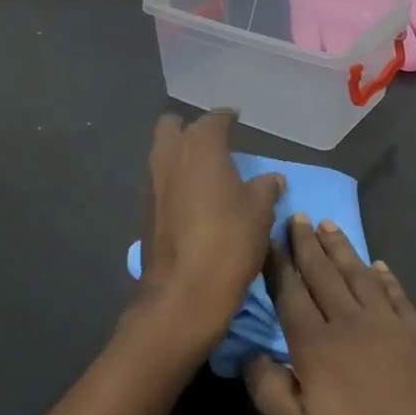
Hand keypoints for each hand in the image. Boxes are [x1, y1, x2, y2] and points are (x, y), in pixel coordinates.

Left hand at [134, 111, 283, 355]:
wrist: (183, 295)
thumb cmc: (229, 242)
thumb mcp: (260, 212)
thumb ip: (265, 188)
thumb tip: (271, 178)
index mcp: (200, 147)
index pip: (214, 120)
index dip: (227, 119)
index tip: (237, 121)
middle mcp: (170, 157)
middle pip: (172, 127)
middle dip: (191, 130)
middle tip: (215, 143)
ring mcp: (152, 184)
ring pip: (162, 154)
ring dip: (180, 155)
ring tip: (207, 172)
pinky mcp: (144, 212)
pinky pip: (159, 182)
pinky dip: (174, 181)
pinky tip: (194, 200)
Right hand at [244, 219, 415, 414]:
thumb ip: (274, 396)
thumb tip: (248, 356)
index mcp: (318, 349)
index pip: (291, 296)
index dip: (278, 266)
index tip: (268, 238)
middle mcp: (351, 324)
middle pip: (324, 275)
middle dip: (307, 245)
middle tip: (297, 217)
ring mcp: (388, 324)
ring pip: (358, 275)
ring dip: (341, 249)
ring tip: (329, 226)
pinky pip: (395, 293)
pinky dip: (384, 276)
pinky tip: (378, 266)